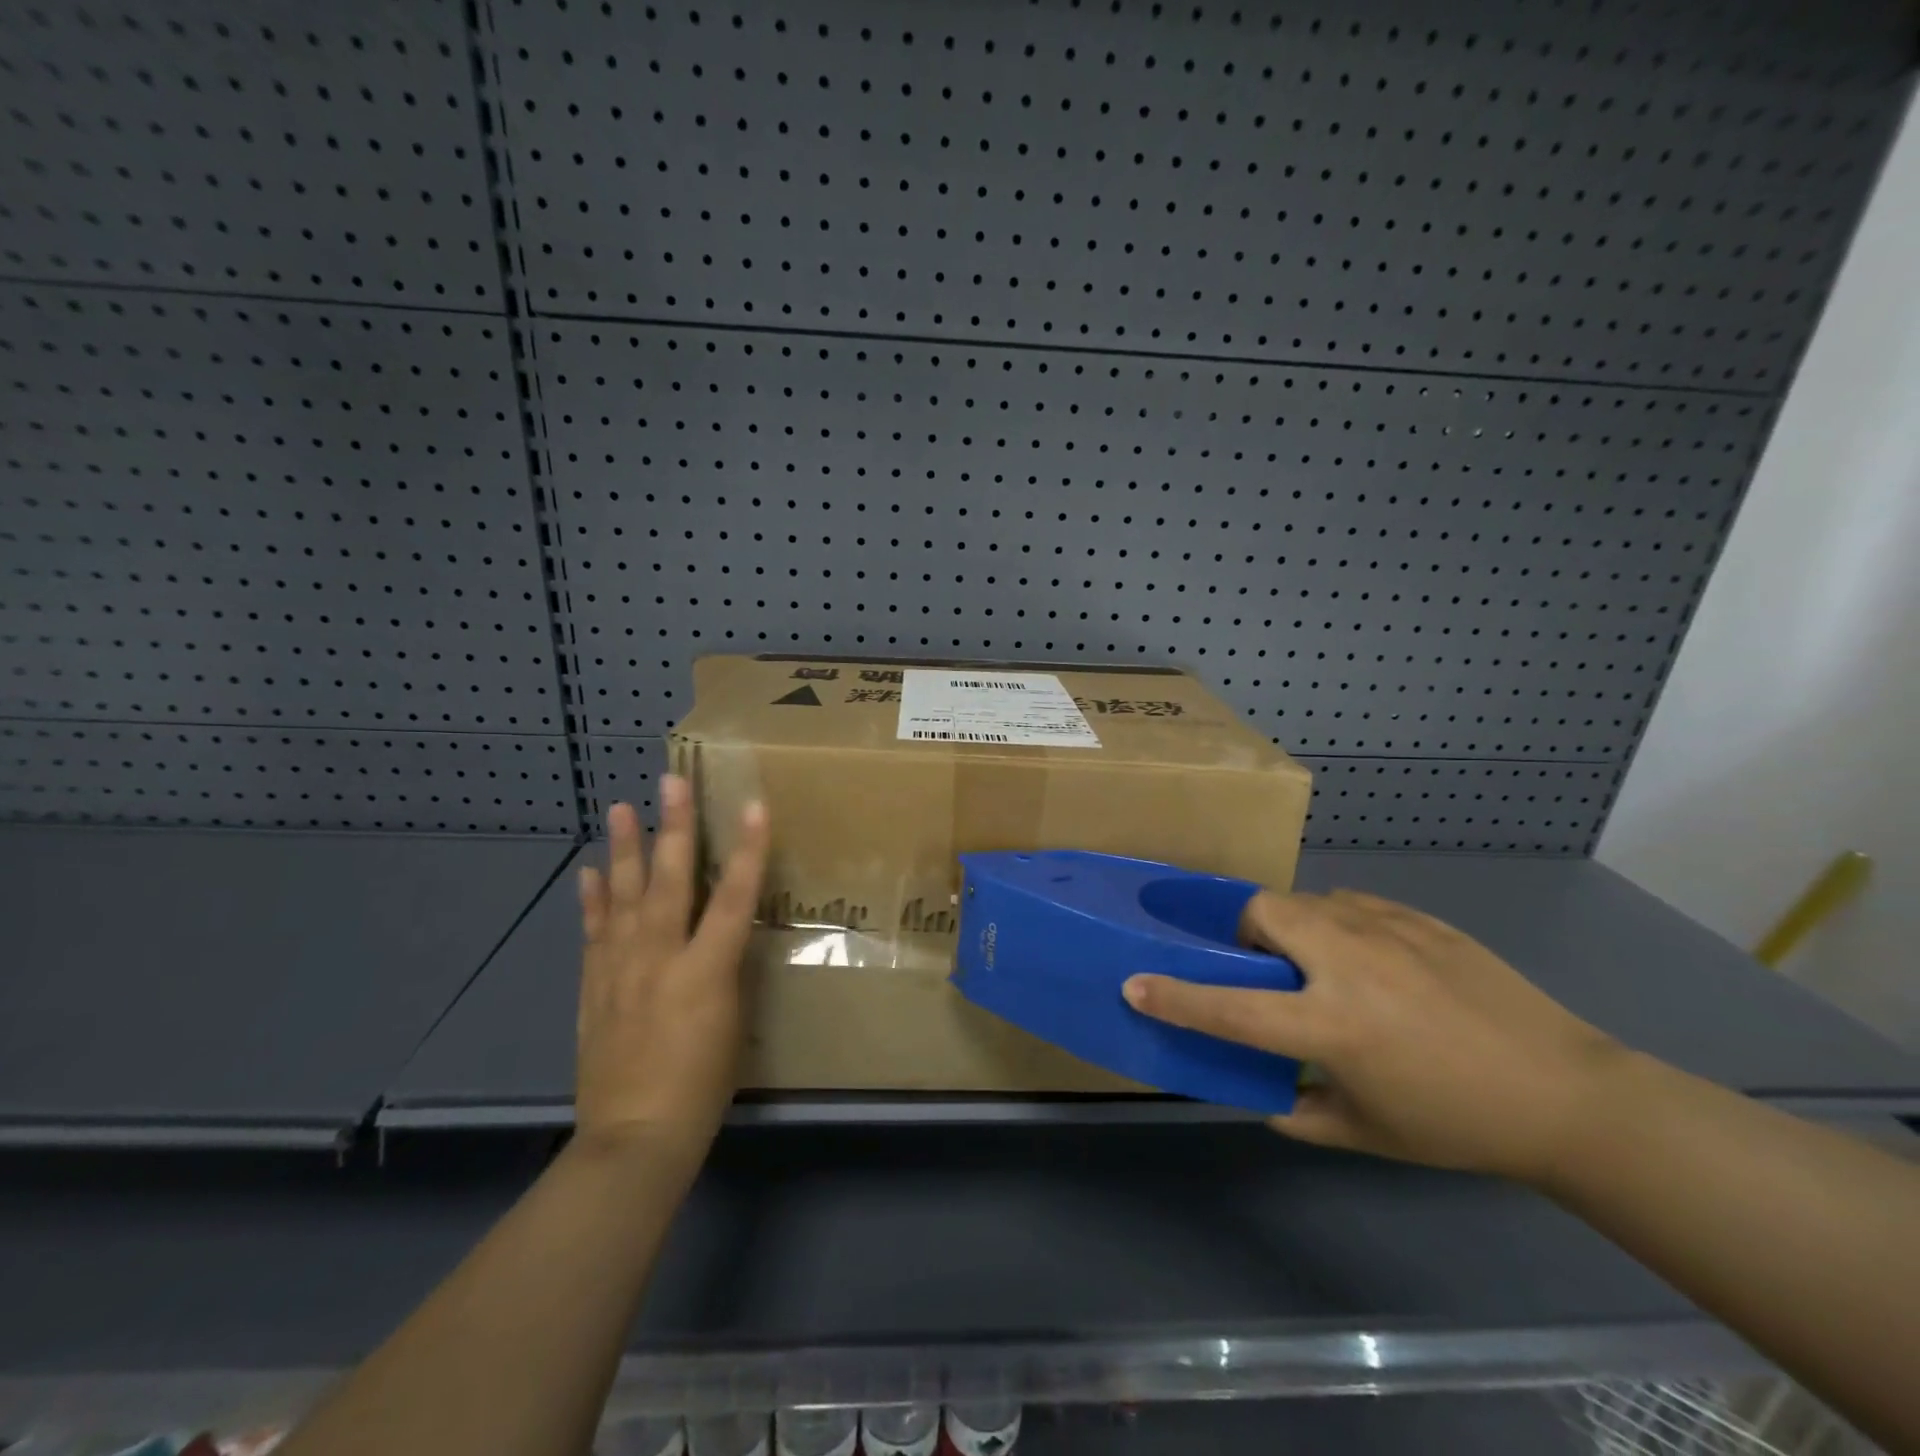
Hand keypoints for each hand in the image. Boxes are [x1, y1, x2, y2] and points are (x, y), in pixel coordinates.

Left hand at [574, 775, 768, 1158]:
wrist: (634, 1140)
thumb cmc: (703, 1088)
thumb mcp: (734, 1025)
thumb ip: (728, 972)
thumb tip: (726, 936)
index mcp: (704, 971)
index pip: (732, 898)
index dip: (747, 850)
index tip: (753, 805)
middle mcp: (659, 959)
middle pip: (668, 882)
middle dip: (674, 827)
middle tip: (670, 781)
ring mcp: (620, 971)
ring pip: (622, 898)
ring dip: (623, 850)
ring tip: (621, 808)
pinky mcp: (594, 988)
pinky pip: (593, 934)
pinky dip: (592, 901)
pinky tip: (590, 872)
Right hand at [1124, 890, 1626, 1182]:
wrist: (1569, 1094)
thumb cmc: (1458, 1123)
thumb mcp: (1366, 1133)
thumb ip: (1299, 1110)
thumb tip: (1263, 1089)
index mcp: (1333, 1025)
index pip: (1231, 1008)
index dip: (1175, 998)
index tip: (1133, 983)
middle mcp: (1349, 963)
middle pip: (1263, 912)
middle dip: (1242, 930)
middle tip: (1260, 967)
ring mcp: (1387, 931)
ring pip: (1306, 900)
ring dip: (1290, 926)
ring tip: (1314, 963)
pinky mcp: (1419, 918)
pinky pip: (1352, 905)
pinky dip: (1336, 924)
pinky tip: (1365, 959)